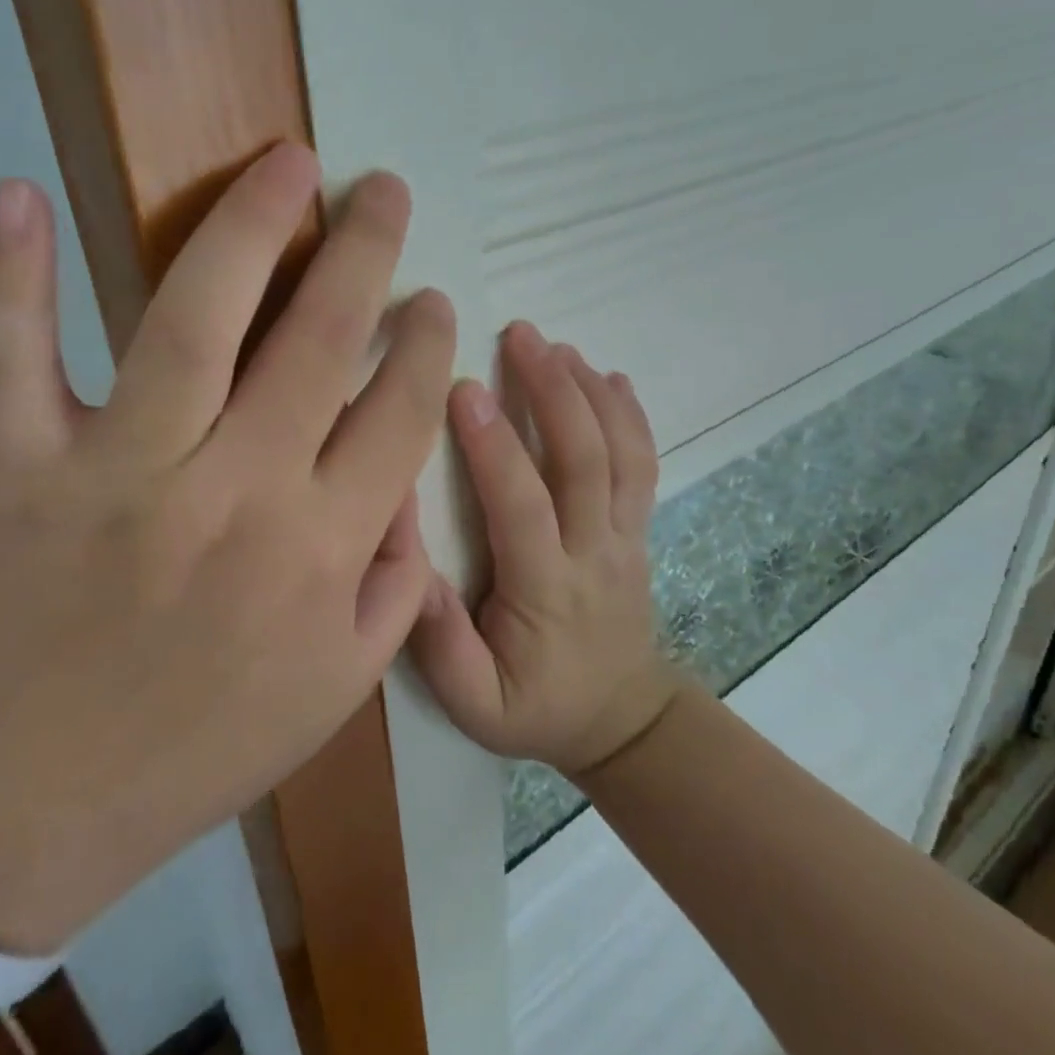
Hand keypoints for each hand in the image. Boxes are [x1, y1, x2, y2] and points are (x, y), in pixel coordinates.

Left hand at [0, 144, 454, 954]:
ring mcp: (121, 472)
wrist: (37, 802)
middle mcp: (234, 492)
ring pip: (193, 321)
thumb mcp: (342, 685)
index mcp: (319, 551)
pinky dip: (11, 275)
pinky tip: (21, 194)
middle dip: (365, 254)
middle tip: (384, 191)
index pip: (399, 415)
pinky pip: (13, 358)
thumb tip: (411, 477)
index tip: (433, 300)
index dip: (425, 346)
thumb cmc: (207, 745)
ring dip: (248, 228)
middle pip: (318, 344)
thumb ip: (398, 580)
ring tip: (290, 165)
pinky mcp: (21, 469)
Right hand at [410, 322, 677, 774]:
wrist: (621, 720)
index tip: (461, 388)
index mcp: (547, 590)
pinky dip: (631, 415)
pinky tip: (611, 375)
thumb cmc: (536, 707)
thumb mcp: (474, 703)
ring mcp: (625, 536)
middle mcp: (594, 551)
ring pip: (620, 453)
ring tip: (557, 345)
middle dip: (552, 390)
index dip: (495, 446)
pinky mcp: (637, 529)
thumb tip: (410, 570)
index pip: (523, 505)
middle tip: (520, 335)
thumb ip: (440, 643)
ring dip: (590, 391)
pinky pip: (643, 465)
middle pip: (584, 459)